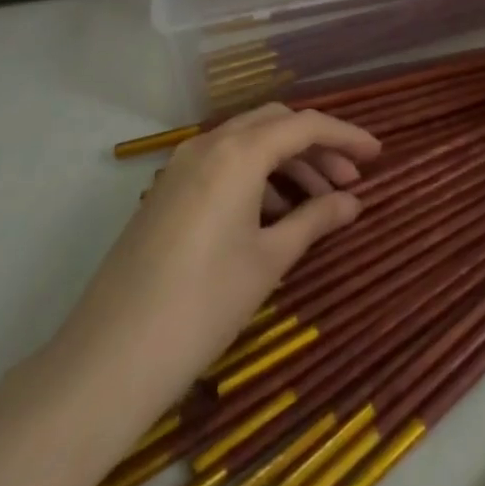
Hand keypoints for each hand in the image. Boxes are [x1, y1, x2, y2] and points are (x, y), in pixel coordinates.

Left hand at [55, 104, 379, 407]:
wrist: (107, 361)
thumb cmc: (203, 305)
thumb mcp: (269, 260)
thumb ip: (315, 219)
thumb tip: (353, 201)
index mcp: (238, 152)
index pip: (305, 126)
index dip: (346, 136)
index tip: (377, 155)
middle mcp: (208, 145)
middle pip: (275, 124)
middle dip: (317, 145)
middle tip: (349, 180)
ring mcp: (181, 166)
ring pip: (248, 142)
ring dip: (287, 162)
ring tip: (317, 203)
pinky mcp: (166, 192)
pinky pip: (223, 164)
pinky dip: (256, 176)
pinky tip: (273, 215)